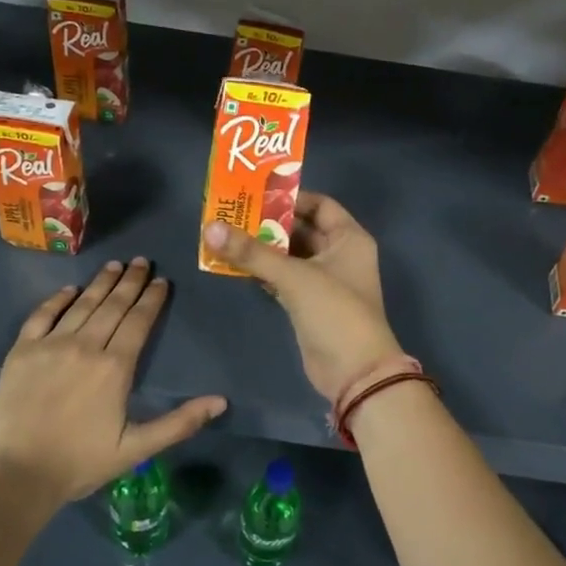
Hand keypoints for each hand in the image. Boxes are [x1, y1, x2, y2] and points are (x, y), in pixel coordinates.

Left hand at [0, 259, 226, 504]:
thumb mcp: (136, 448)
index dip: (152, 299)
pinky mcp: (21, 351)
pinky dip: (57, 299)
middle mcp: (85, 346)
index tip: (162, 281)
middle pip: (113, 305)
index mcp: (115, 367)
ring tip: (115, 265)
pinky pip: (42, 315)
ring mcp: (50, 345)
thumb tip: (221, 402)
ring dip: (101, 282)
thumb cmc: (80, 463)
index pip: (138, 322)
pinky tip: (70, 289)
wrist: (15, 476)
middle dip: (130, 281)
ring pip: (82, 304)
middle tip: (142, 261)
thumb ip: (180, 423)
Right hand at [203, 192, 403, 402]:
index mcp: (349, 238)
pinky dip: (264, 271)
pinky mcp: (309, 304)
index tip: (255, 193)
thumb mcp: (294, 277)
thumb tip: (211, 227)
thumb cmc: (335, 312)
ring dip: (263, 248)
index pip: (320, 204)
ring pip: (290, 255)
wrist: (354, 372)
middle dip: (268, 223)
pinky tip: (235, 264)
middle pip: (301, 229)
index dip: (290, 197)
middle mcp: (339, 254)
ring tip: (226, 234)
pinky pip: (283, 278)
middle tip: (231, 212)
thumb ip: (252, 253)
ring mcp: (325, 281)